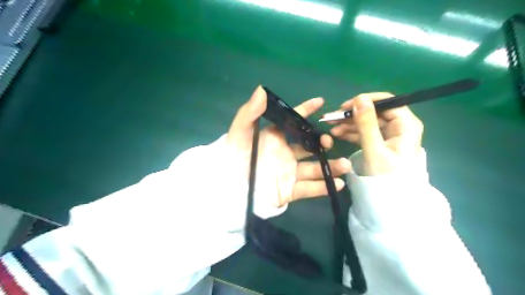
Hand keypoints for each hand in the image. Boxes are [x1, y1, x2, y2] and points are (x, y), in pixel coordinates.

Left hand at [226, 86, 352, 206]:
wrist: (229, 189)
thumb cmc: (233, 158)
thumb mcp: (239, 133)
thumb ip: (250, 112)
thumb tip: (262, 89)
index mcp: (275, 138)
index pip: (294, 121)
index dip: (306, 110)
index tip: (320, 102)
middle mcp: (285, 153)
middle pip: (309, 146)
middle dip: (323, 142)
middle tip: (329, 142)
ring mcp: (289, 173)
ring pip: (314, 168)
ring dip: (330, 166)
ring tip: (346, 165)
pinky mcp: (289, 191)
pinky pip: (309, 189)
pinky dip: (323, 187)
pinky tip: (337, 184)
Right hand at [327, 92, 421, 174]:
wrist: (390, 198)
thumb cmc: (385, 176)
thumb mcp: (374, 149)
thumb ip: (367, 124)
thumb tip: (359, 98)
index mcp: (405, 125)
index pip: (386, 102)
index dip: (365, 101)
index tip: (345, 107)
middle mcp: (399, 126)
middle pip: (374, 112)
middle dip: (352, 114)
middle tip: (332, 118)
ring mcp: (390, 134)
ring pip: (367, 121)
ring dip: (349, 123)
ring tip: (331, 128)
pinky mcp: (381, 141)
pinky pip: (365, 131)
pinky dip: (351, 132)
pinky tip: (338, 133)